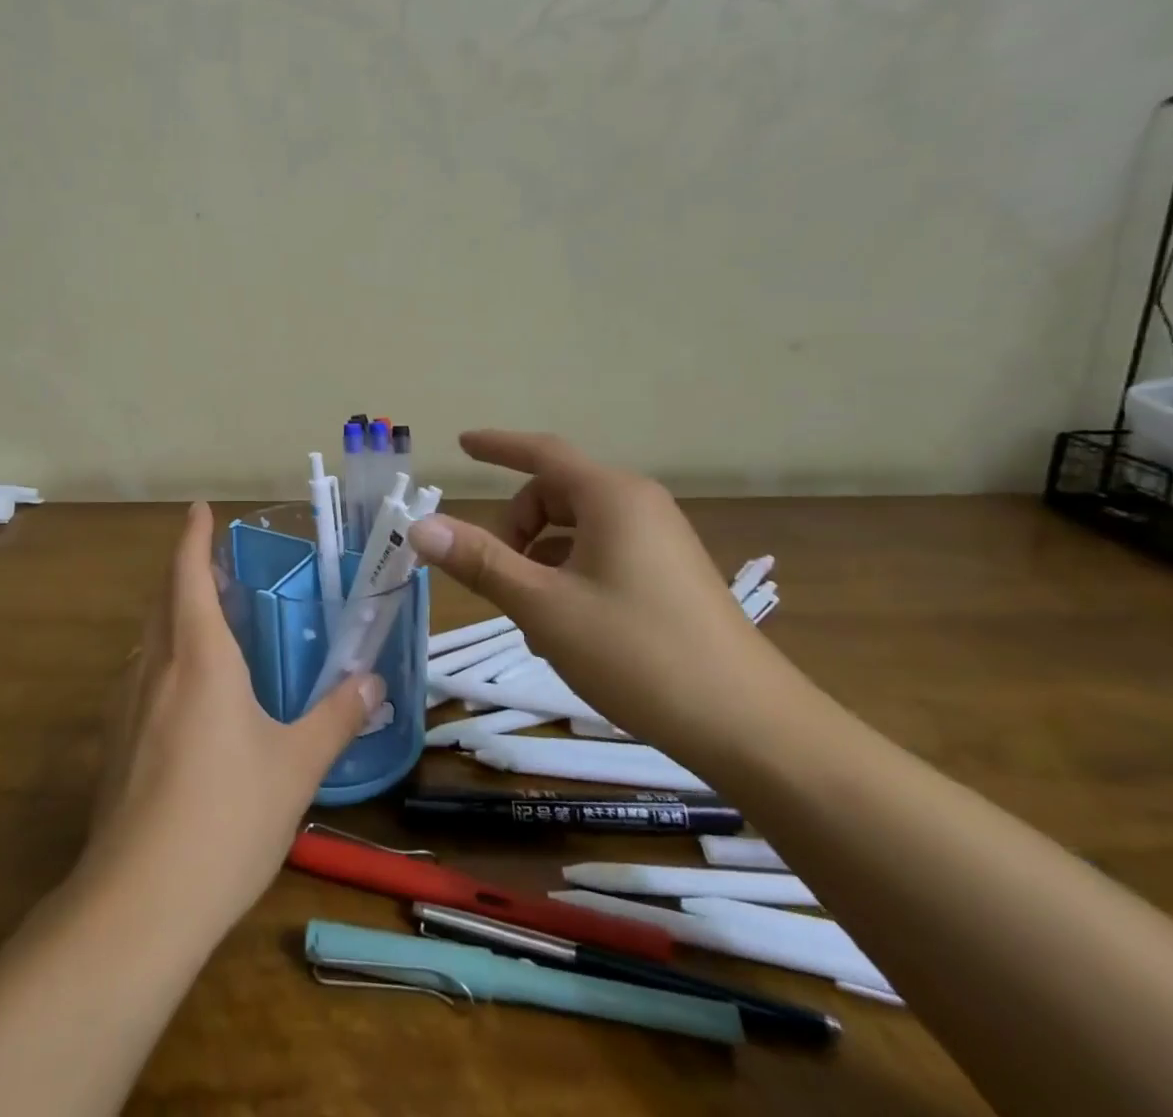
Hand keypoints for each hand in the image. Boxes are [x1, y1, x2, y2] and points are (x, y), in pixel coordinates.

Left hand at [79, 502, 382, 935]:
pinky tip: (187, 700)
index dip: (194, 537)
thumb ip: (336, 718)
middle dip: (186, 573)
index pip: (188, 573)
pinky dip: (164, 661)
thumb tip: (371, 684)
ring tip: (209, 628)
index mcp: (198, 656)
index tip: (199, 509)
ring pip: (149, 640)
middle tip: (220, 569)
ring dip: (173, 617)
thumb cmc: (227, 815)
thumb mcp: (296, 766)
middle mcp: (155, 667)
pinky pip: (141, 679)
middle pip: (164, 599)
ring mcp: (126, 706)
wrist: (140, 900)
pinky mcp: (114, 743)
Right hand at [406, 430, 811, 767]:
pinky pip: (601, 555)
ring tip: (529, 615)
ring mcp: (660, 543)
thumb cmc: (638, 654)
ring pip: (576, 530)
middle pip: (555, 494)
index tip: (462, 444)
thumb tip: (420, 526)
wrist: (752, 729)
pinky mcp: (670, 577)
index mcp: (611, 497)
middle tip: (494, 576)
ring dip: (539, 559)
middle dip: (515, 527)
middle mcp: (639, 507)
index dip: (498, 446)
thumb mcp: (543, 606)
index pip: (542, 453)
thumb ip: (480, 561)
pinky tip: (563, 628)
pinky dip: (568, 575)